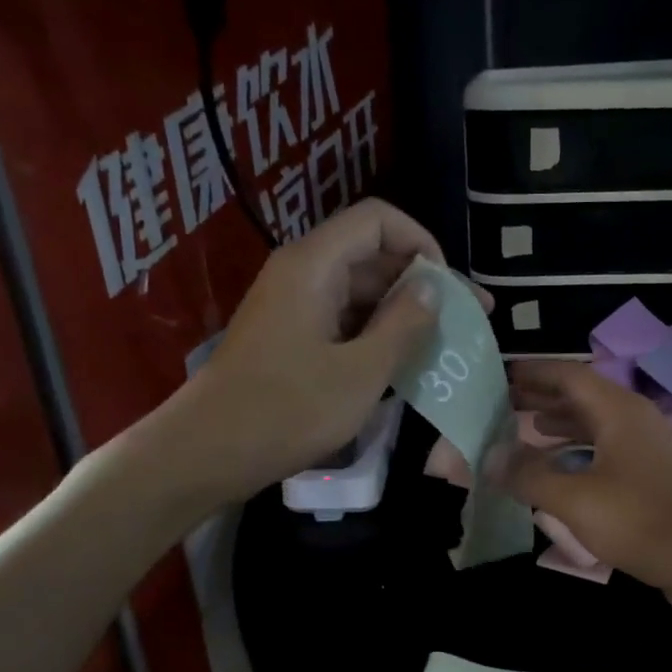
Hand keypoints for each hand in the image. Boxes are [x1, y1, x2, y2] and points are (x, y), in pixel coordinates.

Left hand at [189, 199, 446, 496]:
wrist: (207, 452)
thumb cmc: (287, 410)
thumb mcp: (361, 372)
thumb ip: (403, 325)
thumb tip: (432, 290)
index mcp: (314, 265)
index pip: (378, 219)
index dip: (421, 243)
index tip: (448, 289)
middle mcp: (301, 273)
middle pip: (370, 254)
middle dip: (419, 283)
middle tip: (464, 321)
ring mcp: (292, 306)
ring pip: (358, 291)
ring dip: (399, 314)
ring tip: (439, 347)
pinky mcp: (288, 337)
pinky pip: (341, 320)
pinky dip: (374, 335)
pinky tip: (400, 365)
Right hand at [499, 362, 671, 611]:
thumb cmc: (645, 521)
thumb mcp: (577, 499)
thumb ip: (530, 476)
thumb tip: (489, 457)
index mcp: (618, 412)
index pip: (570, 375)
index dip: (535, 372)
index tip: (502, 374)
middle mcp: (634, 424)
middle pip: (583, 399)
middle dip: (543, 398)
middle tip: (504, 402)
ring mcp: (648, 454)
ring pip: (596, 429)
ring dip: (561, 427)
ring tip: (526, 431)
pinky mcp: (653, 484)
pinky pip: (606, 457)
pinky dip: (578, 457)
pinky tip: (560, 475)